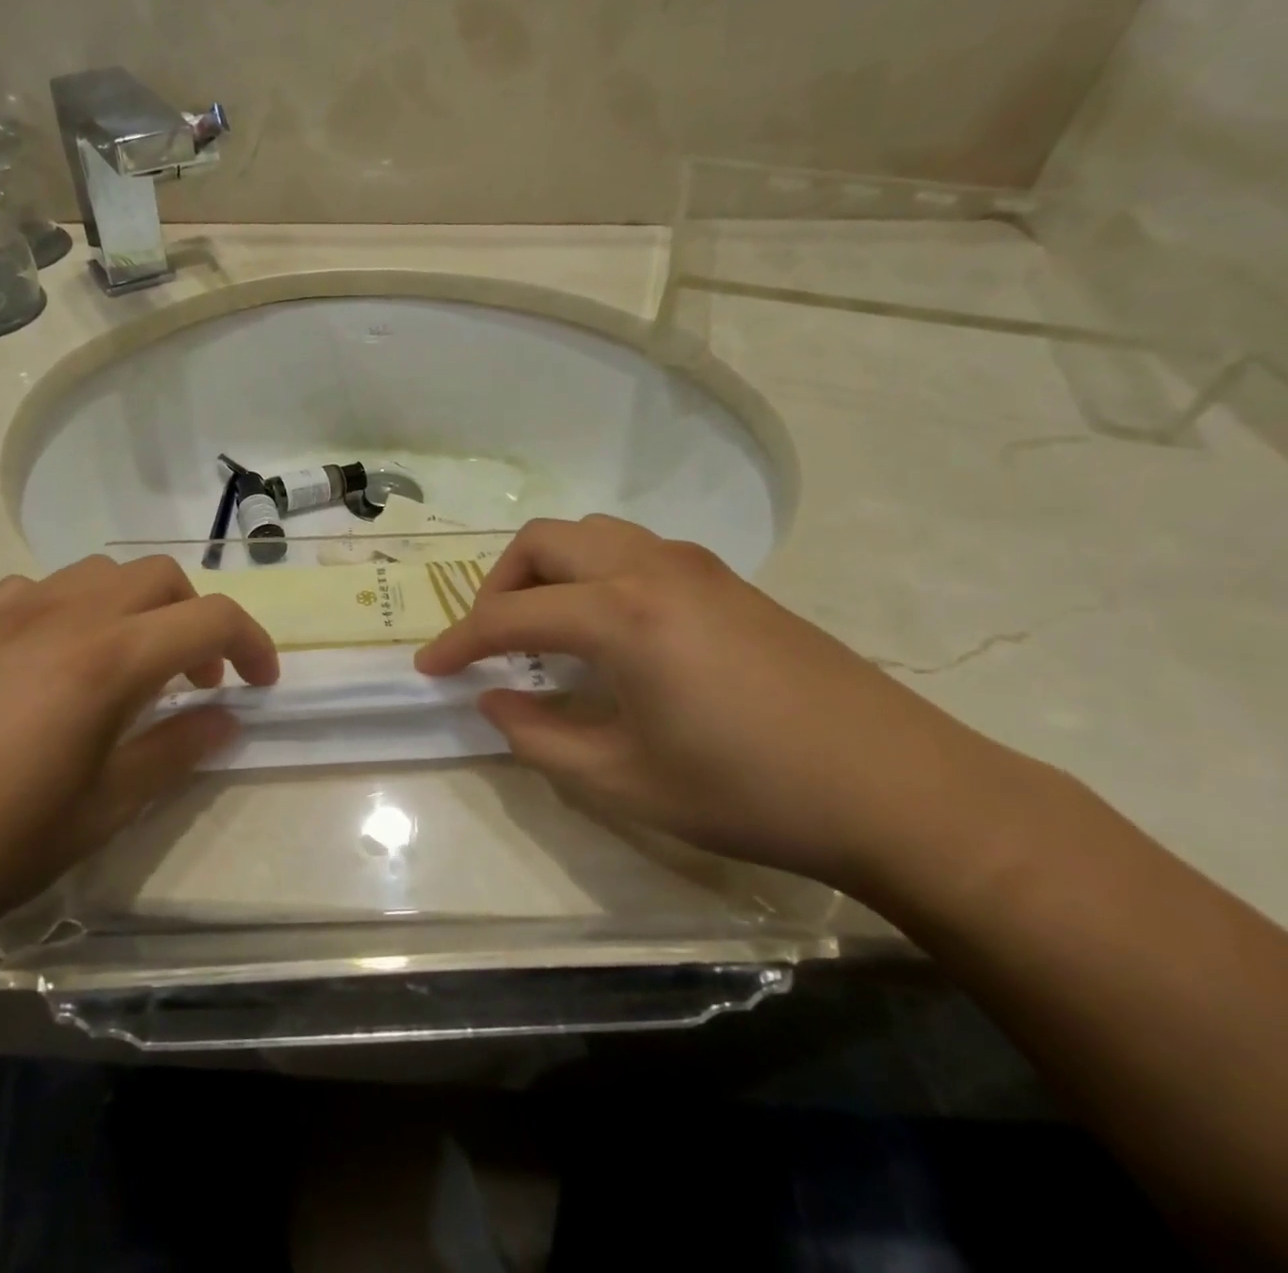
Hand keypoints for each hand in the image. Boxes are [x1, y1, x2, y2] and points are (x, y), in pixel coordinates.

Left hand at [0, 556, 278, 959]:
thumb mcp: (99, 811)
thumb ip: (174, 751)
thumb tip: (226, 718)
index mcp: (104, 658)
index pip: (209, 619)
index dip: (252, 643)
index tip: (261, 682)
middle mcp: (60, 613)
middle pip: (158, 577)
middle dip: (195, 618)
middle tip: (194, 680)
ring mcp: (1, 610)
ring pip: (99, 574)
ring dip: (136, 609)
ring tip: (125, 669)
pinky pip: (38, 590)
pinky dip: (74, 611)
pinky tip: (50, 668)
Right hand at [415, 516, 1026, 892]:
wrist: (898, 789)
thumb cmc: (749, 791)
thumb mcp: (623, 780)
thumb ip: (539, 737)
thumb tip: (493, 702)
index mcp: (620, 615)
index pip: (511, 616)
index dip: (459, 642)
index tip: (428, 668)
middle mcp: (650, 568)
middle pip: (544, 542)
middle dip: (500, 585)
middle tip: (493, 642)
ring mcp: (695, 566)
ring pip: (591, 535)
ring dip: (549, 571)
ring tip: (546, 630)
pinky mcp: (727, 580)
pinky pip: (633, 550)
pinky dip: (593, 574)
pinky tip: (609, 631)